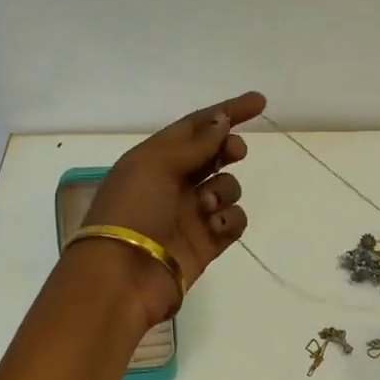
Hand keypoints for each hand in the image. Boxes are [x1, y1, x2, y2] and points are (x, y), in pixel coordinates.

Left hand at [80, 91, 265, 326]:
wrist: (121, 277)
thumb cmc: (132, 210)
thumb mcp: (156, 164)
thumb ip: (195, 142)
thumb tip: (222, 120)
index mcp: (154, 158)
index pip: (195, 126)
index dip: (226, 112)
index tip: (259, 102)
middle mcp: (172, 182)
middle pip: (213, 155)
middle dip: (229, 149)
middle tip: (235, 153)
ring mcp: (190, 213)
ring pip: (226, 187)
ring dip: (225, 190)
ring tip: (207, 206)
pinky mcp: (205, 243)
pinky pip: (232, 221)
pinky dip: (230, 219)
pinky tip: (216, 226)